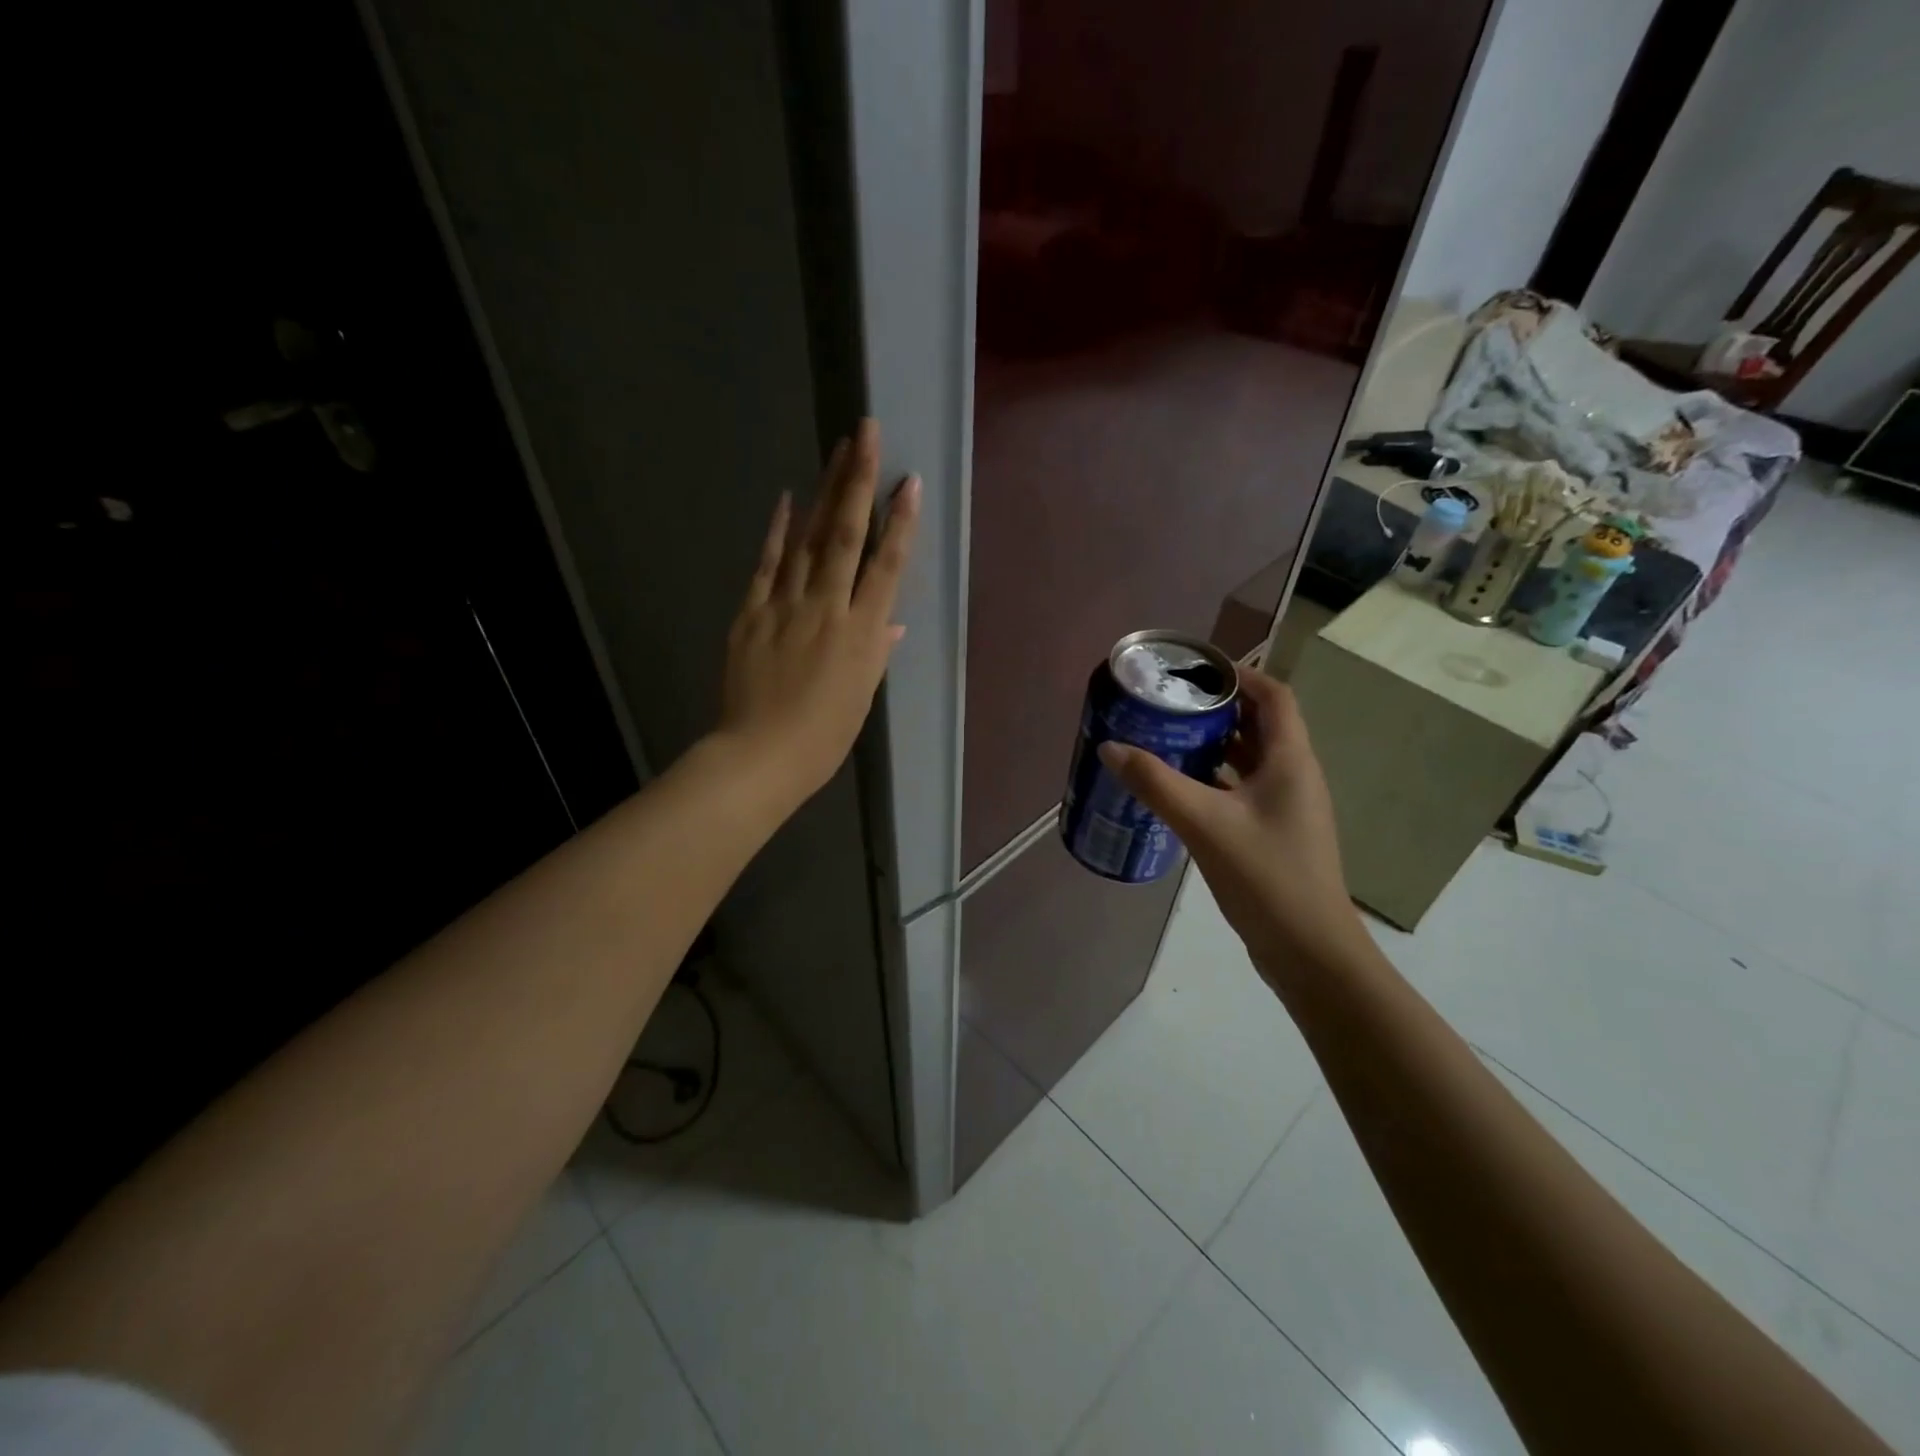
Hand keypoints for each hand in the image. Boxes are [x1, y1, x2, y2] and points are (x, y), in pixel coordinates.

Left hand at [716, 418, 919, 809]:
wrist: (760, 756)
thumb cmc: (822, 737)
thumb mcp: (860, 697)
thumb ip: (876, 653)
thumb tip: (891, 622)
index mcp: (862, 634)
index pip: (886, 567)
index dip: (900, 524)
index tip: (909, 483)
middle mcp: (827, 608)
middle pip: (846, 536)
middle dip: (859, 482)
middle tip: (867, 433)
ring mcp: (786, 606)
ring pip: (809, 539)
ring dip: (824, 491)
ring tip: (837, 450)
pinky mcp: (752, 612)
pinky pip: (768, 564)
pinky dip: (779, 531)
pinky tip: (789, 499)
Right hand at [1098, 666, 1364, 974]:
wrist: (1309, 951)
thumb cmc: (1266, 876)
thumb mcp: (1204, 824)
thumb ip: (1156, 783)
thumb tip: (1111, 747)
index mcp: (1290, 760)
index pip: (1274, 696)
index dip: (1240, 676)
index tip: (1195, 672)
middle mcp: (1294, 776)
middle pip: (1260, 725)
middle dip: (1217, 710)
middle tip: (1169, 705)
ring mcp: (1287, 808)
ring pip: (1250, 760)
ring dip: (1214, 746)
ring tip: (1167, 740)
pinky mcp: (1274, 834)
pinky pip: (1243, 791)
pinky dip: (1215, 781)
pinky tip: (1180, 791)